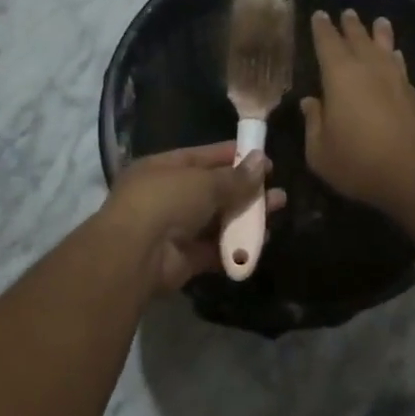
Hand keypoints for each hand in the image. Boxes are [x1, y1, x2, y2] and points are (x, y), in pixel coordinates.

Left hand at [104, 143, 286, 291]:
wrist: (136, 255)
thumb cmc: (166, 201)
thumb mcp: (204, 182)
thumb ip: (235, 177)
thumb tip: (262, 162)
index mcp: (163, 168)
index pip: (203, 157)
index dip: (233, 157)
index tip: (263, 159)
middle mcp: (167, 196)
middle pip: (213, 190)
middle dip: (246, 189)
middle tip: (277, 189)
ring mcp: (175, 229)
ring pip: (218, 220)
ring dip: (247, 216)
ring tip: (278, 210)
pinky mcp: (184, 258)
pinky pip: (215, 249)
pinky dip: (237, 245)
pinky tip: (262, 240)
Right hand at [302, 9, 414, 215]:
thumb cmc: (359, 161)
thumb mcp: (320, 151)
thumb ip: (313, 123)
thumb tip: (310, 102)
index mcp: (339, 76)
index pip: (327, 43)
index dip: (322, 28)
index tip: (319, 15)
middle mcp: (369, 68)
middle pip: (358, 39)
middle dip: (350, 25)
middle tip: (347, 12)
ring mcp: (396, 79)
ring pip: (384, 47)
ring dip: (379, 33)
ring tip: (379, 21)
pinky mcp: (414, 94)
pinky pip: (400, 64)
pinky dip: (395, 56)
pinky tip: (396, 55)